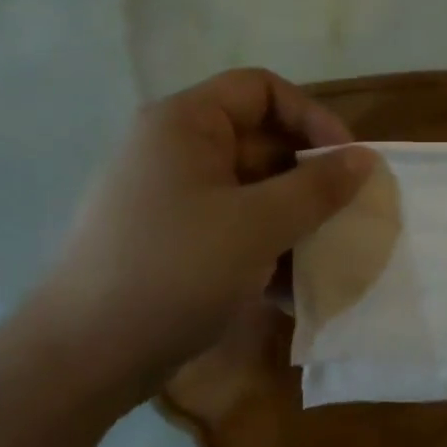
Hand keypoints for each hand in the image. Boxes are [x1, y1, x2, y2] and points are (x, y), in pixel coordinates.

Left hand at [29, 68, 375, 394]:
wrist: (83, 356)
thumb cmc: (175, 270)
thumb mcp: (258, 225)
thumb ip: (317, 187)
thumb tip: (363, 158)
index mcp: (186, 123)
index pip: (262, 89)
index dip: (312, 117)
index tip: (347, 163)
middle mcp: (174, 150)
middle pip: (259, 142)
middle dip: (308, 180)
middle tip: (346, 217)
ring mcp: (169, 198)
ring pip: (249, 192)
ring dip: (292, 221)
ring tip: (325, 260)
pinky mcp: (169, 241)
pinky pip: (230, 228)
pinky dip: (263, 249)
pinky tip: (290, 291)